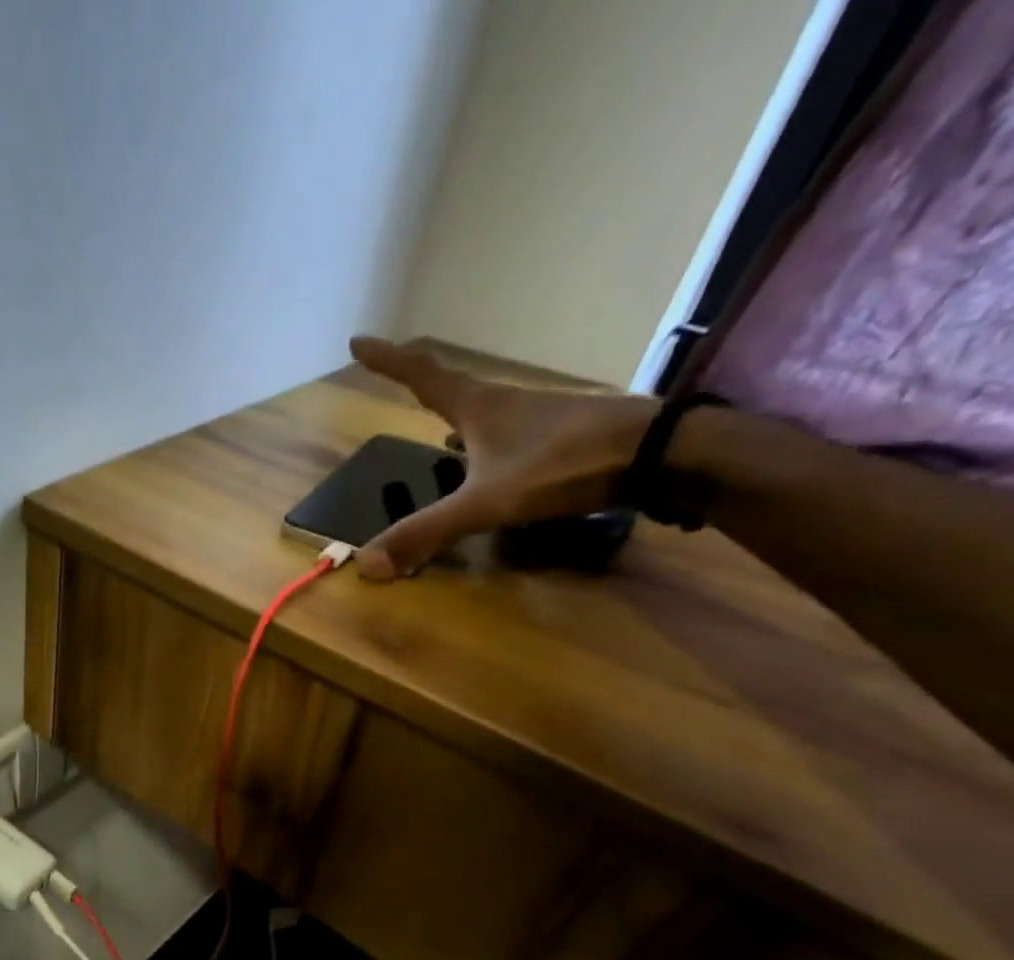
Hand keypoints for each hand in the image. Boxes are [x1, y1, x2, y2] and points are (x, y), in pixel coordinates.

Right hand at [348, 336, 658, 577]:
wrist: (655, 453)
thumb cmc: (563, 466)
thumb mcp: (486, 504)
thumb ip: (427, 531)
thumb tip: (366, 563)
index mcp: (478, 408)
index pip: (421, 376)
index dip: (388, 361)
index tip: (358, 341)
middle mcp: (503, 403)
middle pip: (450, 384)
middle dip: (417, 379)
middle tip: (392, 371)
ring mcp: (533, 417)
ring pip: (479, 408)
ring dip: (451, 408)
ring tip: (433, 421)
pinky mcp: (556, 435)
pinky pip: (502, 432)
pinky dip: (480, 439)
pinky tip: (481, 458)